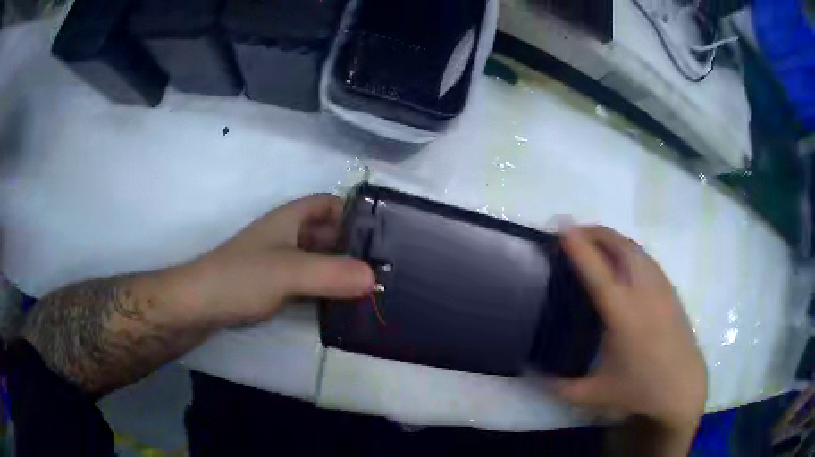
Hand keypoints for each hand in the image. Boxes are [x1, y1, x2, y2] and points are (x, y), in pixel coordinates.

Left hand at [180, 194, 374, 325]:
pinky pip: (309, 281)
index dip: (354, 212)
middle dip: (354, 246)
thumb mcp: (289, 272)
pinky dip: (327, 288)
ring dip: (342, 270)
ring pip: (319, 259)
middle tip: (386, 267)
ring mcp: (280, 261)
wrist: (201, 305)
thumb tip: (374, 278)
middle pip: (328, 233)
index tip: (382, 233)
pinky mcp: (275, 285)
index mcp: (290, 219)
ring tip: (373, 287)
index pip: (329, 203)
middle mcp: (287, 236)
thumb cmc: (242, 277)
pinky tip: (344, 303)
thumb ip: (332, 274)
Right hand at [553, 227, 706, 433]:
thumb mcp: (594, 394)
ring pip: (634, 248)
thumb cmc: (640, 389)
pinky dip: (627, 250)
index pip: (597, 270)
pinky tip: (621, 263)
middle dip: (595, 233)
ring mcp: (660, 286)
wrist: (682, 386)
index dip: (578, 247)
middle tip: (573, 233)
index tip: (561, 228)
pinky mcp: (670, 289)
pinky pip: (645, 258)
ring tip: (594, 243)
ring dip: (611, 239)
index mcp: (622, 313)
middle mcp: (643, 291)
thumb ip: (560, 386)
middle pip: (619, 246)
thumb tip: (534, 377)